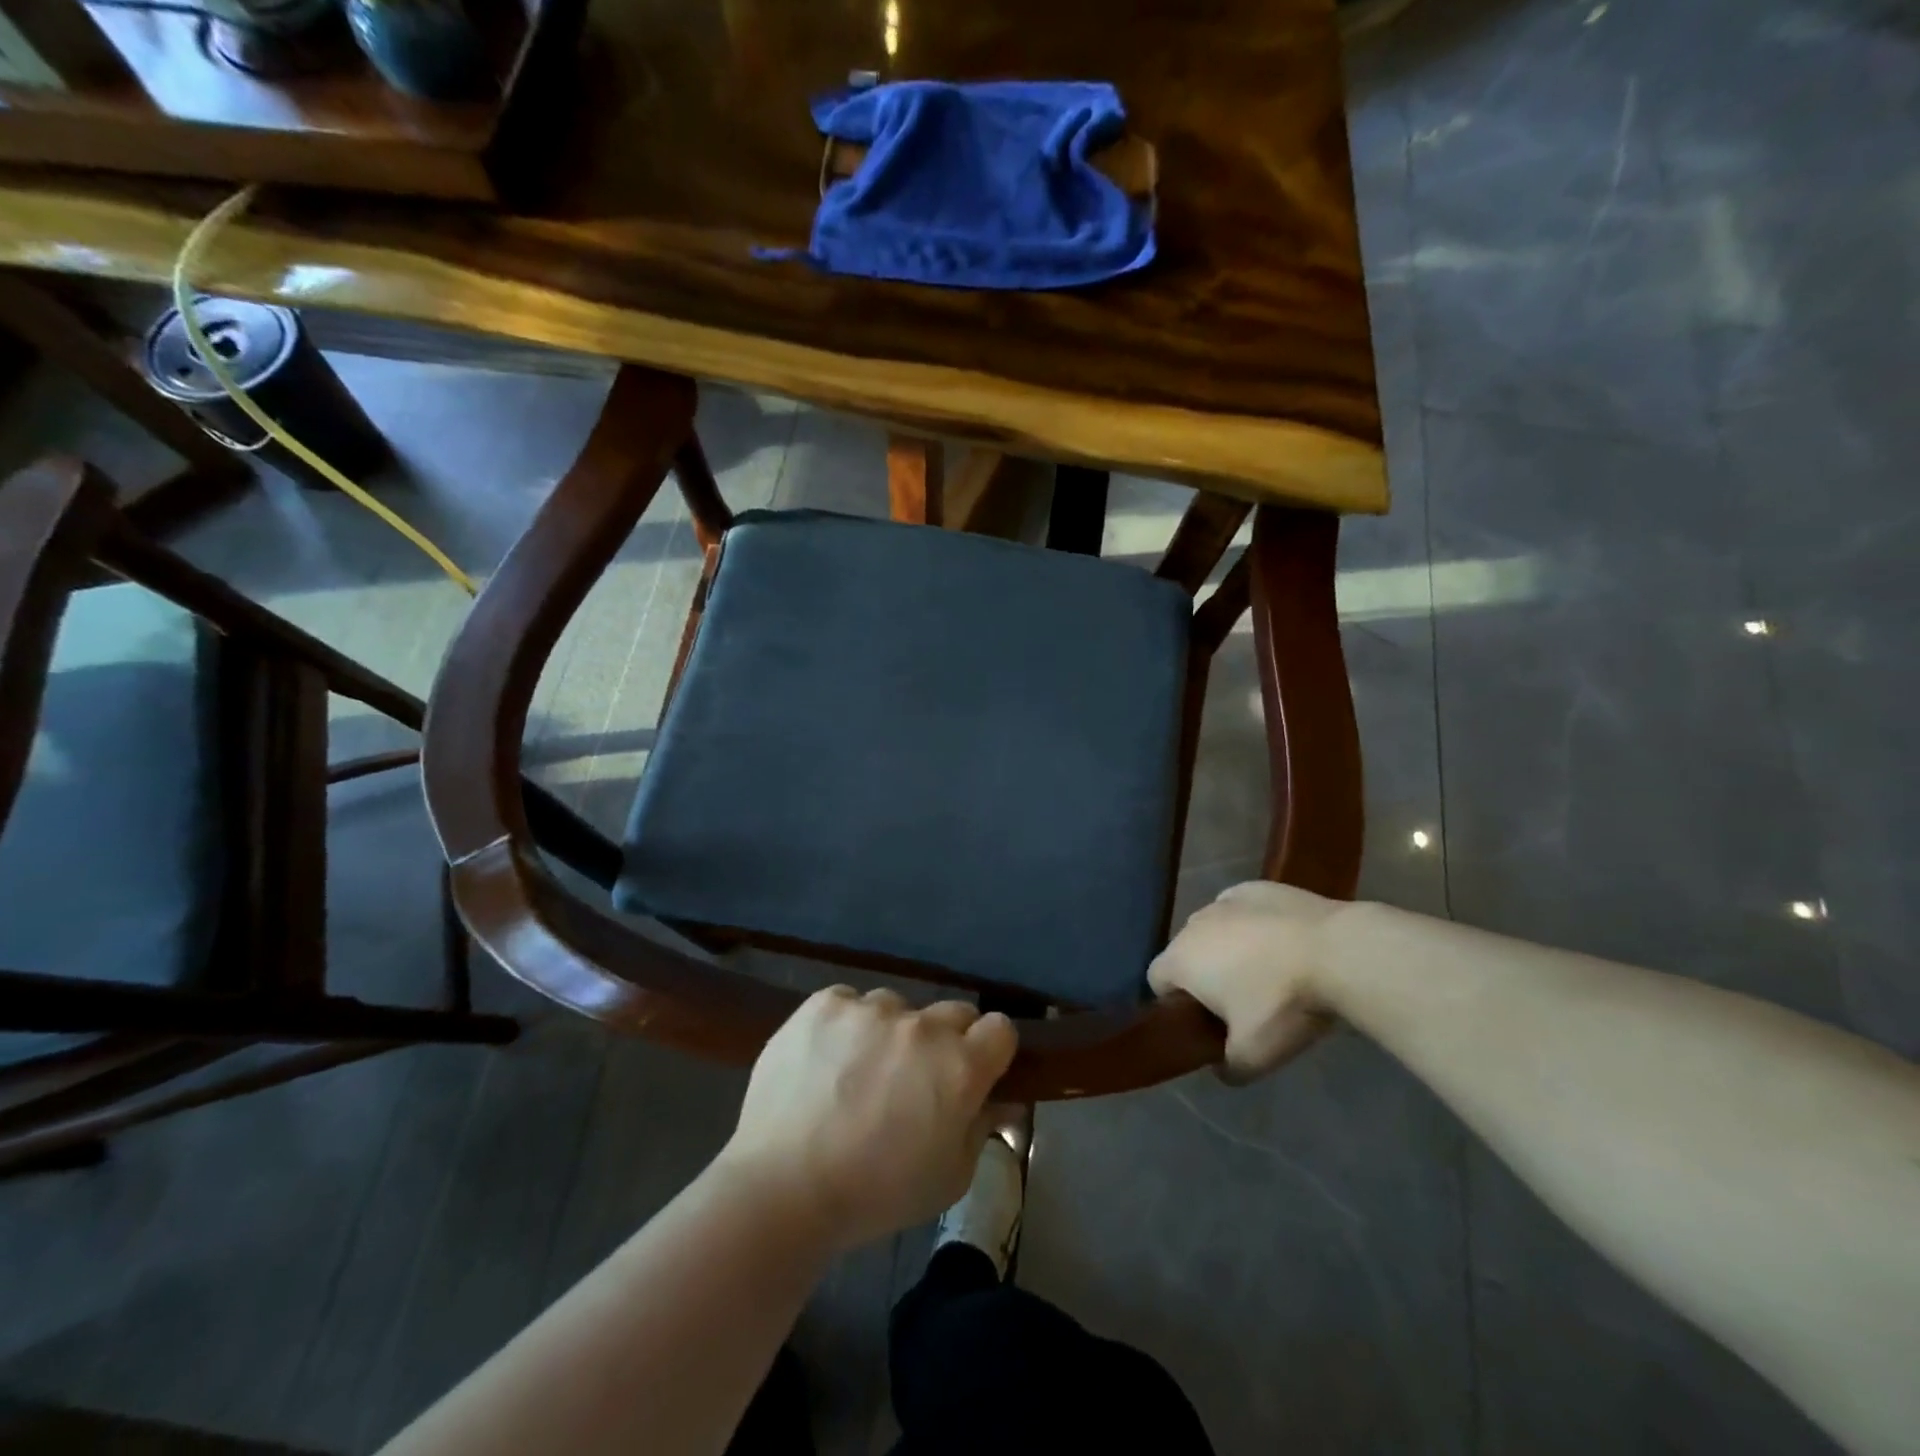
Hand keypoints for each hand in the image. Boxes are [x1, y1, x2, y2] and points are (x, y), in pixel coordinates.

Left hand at [720, 987, 1017, 1250]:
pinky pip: (850, 1002)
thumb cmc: (876, 1195)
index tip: (976, 1071)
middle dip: (946, 1041)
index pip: (1000, 1028)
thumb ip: (981, 1128)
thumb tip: (999, 1100)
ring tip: (859, 1072)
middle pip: (953, 1012)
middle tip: (916, 1079)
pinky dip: (846, 1024)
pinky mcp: (826, 1003)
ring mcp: (870, 1008)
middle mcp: (921, 1026)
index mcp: (960, 1067)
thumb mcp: (949, 1178)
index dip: (991, 1050)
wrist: (783, 1186)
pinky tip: (826, 1060)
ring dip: (891, 1033)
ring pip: (897, 1007)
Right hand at [1149, 881, 1344, 1081]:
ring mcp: (1226, 900)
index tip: (1205, 1023)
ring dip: (1229, 948)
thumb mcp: (1254, 1056)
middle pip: (1186, 953)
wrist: (1339, 952)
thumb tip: (1221, 1066)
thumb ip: (1227, 1067)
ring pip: (1215, 929)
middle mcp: (1194, 923)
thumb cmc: (1283, 1004)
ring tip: (1268, 973)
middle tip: (1240, 1005)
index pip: (1157, 981)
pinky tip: (1284, 943)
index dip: (1175, 1005)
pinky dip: (1254, 926)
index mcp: (1181, 960)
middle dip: (1204, 975)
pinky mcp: (1259, 887)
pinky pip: (1243, 910)